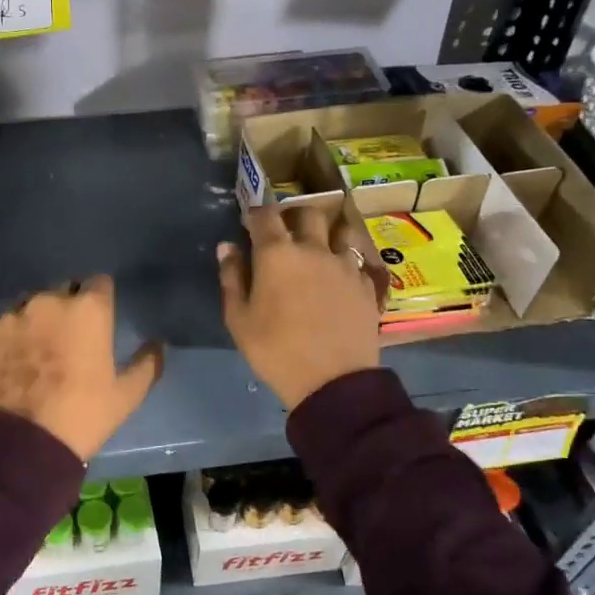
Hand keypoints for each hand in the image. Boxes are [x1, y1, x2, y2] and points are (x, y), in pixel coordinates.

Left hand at [0, 276, 163, 460]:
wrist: (20, 445)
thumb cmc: (82, 416)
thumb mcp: (126, 395)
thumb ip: (147, 364)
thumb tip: (158, 345)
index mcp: (88, 309)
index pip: (99, 284)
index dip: (100, 301)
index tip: (99, 322)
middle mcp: (47, 301)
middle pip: (62, 291)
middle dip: (67, 309)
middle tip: (68, 341)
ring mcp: (9, 317)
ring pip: (27, 307)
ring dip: (34, 321)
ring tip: (35, 354)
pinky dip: (6, 341)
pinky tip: (10, 367)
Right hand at [218, 203, 381, 410]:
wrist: (332, 381)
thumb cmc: (275, 350)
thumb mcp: (239, 319)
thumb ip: (231, 278)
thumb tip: (227, 247)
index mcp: (277, 254)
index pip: (265, 215)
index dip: (255, 213)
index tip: (249, 222)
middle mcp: (314, 249)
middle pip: (308, 213)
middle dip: (294, 216)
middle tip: (285, 233)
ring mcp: (345, 265)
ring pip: (340, 231)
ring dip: (327, 234)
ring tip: (319, 249)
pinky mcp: (366, 285)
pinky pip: (357, 261)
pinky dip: (346, 262)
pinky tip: (340, 278)